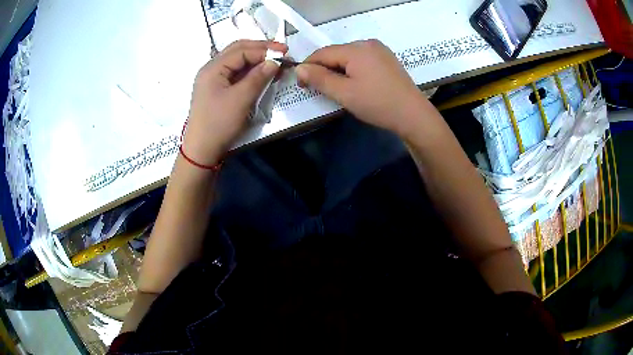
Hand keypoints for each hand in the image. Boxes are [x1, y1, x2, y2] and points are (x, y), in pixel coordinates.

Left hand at [182, 40, 287, 165]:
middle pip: (238, 50)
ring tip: (275, 63)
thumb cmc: (219, 124)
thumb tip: (275, 61)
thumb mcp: (241, 99)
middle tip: (282, 52)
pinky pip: (235, 73)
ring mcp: (213, 79)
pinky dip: (250, 71)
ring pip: (237, 61)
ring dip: (256, 60)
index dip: (264, 49)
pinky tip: (262, 74)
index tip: (285, 52)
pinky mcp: (216, 89)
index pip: (242, 50)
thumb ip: (258, 77)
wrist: (201, 150)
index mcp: (213, 68)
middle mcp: (211, 69)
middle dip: (260, 49)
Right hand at [295, 40, 429, 136]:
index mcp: (356, 49)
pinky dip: (352, 69)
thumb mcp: (344, 93)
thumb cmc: (377, 104)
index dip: (308, 67)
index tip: (302, 85)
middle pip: (336, 53)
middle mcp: (368, 43)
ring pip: (349, 57)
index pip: (322, 53)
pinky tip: (355, 83)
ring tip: (338, 88)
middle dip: (324, 69)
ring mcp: (380, 50)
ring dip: (338, 70)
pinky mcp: (387, 59)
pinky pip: (362, 60)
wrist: (413, 115)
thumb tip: (299, 67)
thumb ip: (319, 78)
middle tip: (320, 89)